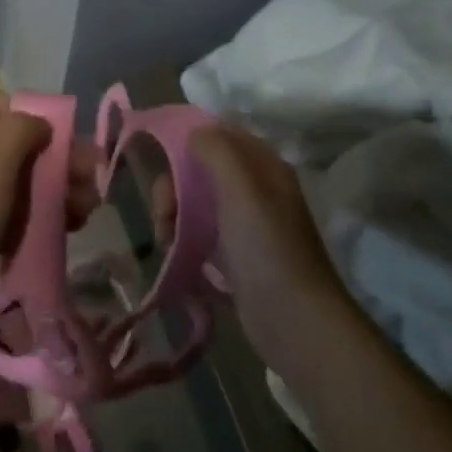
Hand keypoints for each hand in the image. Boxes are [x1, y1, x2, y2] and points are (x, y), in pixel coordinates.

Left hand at [0, 91, 100, 350]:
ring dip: (60, 189)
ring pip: (25, 181)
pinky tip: (71, 228)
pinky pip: (22, 215)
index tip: (57, 133)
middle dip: (58, 156)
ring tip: (89, 208)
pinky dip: (47, 216)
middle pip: (19, 144)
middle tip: (91, 178)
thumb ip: (20, 130)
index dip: (27, 110)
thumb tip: (42, 122)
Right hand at [153, 123, 358, 367]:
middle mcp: (256, 189)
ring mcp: (245, 224)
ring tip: (166, 241)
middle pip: (201, 170)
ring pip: (196, 203)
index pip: (220, 135)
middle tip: (164, 213)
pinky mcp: (235, 255)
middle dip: (174, 186)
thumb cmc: (267, 248)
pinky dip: (183, 239)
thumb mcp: (242, 189)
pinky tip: (175, 255)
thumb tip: (193, 131)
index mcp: (264, 167)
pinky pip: (199, 233)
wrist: (294, 320)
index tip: (157, 155)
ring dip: (173, 215)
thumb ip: (217, 151)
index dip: (188, 138)